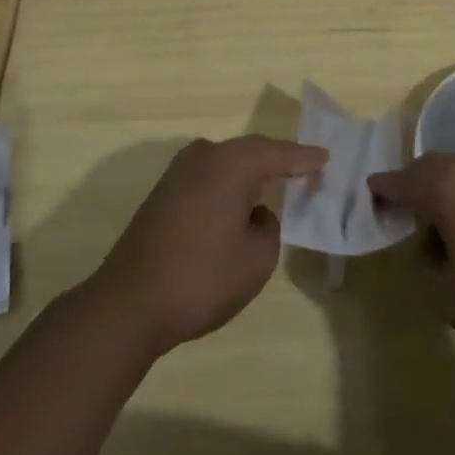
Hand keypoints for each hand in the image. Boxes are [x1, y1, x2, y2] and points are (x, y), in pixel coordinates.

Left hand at [96, 135, 326, 355]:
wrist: (128, 303)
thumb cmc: (202, 277)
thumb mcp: (257, 258)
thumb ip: (268, 226)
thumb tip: (253, 213)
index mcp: (231, 163)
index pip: (277, 153)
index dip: (303, 157)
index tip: (325, 157)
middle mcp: (204, 156)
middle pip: (250, 152)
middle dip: (277, 160)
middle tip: (305, 169)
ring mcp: (178, 173)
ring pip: (226, 164)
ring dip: (250, 174)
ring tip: (275, 183)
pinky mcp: (163, 194)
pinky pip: (208, 178)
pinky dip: (228, 186)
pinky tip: (239, 202)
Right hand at [368, 153, 454, 360]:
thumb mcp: (449, 298)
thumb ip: (426, 269)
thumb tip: (427, 250)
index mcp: (444, 188)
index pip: (401, 180)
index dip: (383, 188)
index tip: (370, 194)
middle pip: (430, 166)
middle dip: (412, 183)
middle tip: (401, 210)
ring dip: (442, 188)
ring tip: (437, 223)